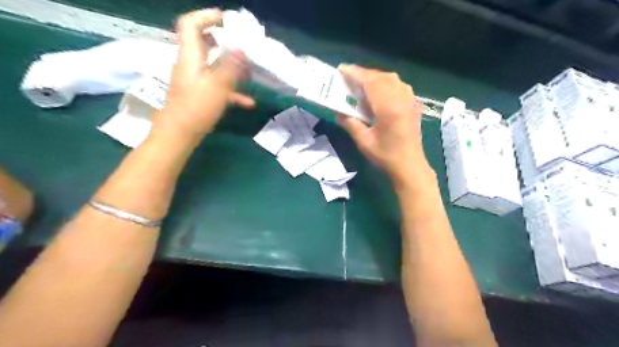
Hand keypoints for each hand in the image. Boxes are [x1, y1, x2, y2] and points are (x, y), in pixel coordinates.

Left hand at [150, 8, 254, 138]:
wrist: (180, 134)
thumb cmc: (197, 107)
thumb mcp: (217, 85)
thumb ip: (230, 65)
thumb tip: (240, 47)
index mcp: (191, 56)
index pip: (190, 24)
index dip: (206, 16)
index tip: (227, 20)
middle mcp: (191, 64)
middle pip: (204, 43)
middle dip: (224, 41)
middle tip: (243, 45)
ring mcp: (196, 80)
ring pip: (213, 65)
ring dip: (231, 66)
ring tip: (249, 71)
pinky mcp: (200, 94)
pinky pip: (217, 86)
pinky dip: (232, 91)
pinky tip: (248, 102)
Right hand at [336, 64, 430, 183]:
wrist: (410, 166)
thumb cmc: (386, 156)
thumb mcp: (363, 141)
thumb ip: (350, 123)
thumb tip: (336, 111)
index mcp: (389, 108)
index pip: (370, 82)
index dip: (355, 73)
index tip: (341, 69)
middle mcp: (401, 99)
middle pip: (381, 77)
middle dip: (364, 74)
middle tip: (348, 78)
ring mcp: (410, 101)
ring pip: (392, 79)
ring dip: (375, 77)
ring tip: (361, 84)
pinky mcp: (413, 105)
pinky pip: (399, 86)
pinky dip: (386, 83)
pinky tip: (379, 92)